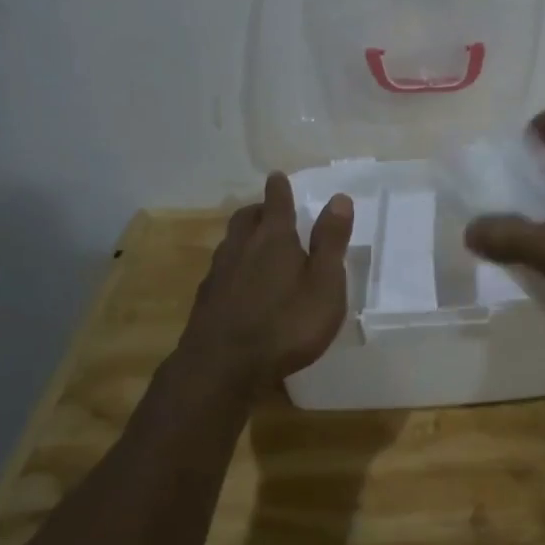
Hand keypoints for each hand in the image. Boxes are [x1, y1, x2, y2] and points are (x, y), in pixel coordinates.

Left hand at [175, 173, 353, 393]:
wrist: (221, 368)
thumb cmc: (285, 324)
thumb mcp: (324, 284)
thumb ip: (331, 242)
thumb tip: (339, 198)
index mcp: (274, 238)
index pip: (277, 202)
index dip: (279, 188)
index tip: (277, 176)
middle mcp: (242, 247)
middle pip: (246, 217)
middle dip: (258, 210)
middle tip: (269, 210)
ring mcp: (219, 274)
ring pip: (230, 242)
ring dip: (243, 236)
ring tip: (255, 243)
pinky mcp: (206, 300)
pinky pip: (221, 269)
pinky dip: (233, 265)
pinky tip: (239, 283)